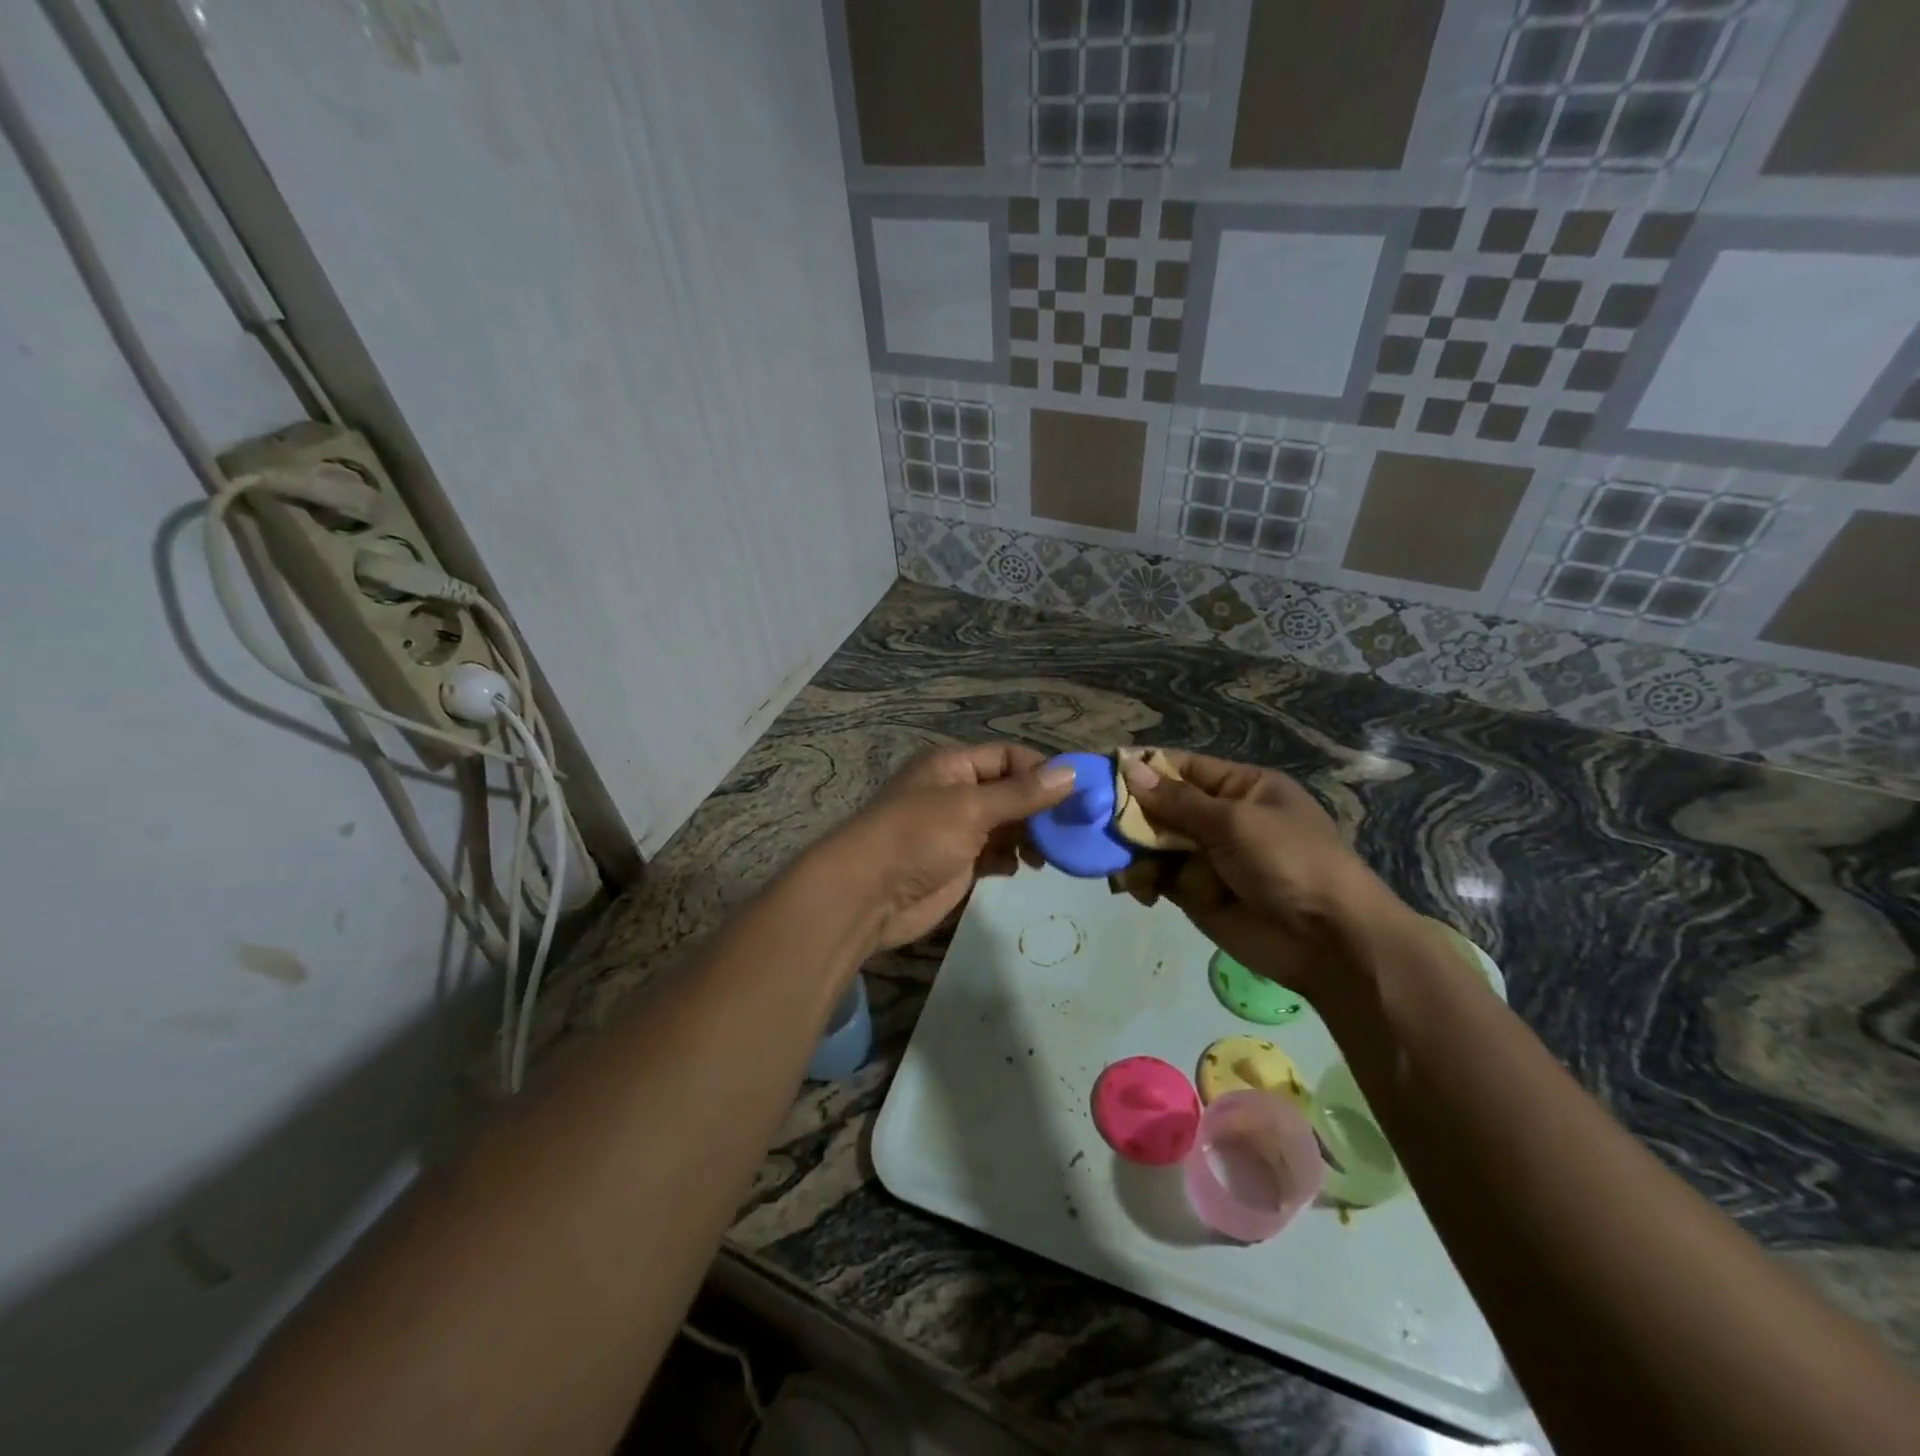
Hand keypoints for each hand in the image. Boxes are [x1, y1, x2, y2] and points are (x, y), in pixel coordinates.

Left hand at [817, 744, 1073, 952]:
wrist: (866, 896)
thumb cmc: (916, 837)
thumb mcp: (970, 808)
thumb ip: (1022, 794)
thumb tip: (1072, 772)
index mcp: (953, 766)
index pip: (1009, 757)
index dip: (1042, 772)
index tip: (1077, 794)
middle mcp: (956, 793)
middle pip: (1011, 792)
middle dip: (1041, 808)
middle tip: (1074, 829)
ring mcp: (956, 830)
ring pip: (1006, 825)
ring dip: (1030, 836)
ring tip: (1050, 854)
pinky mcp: (958, 864)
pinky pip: (996, 854)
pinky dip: (1011, 859)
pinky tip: (1021, 868)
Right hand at [1119, 750, 1404, 1002]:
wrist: (1329, 940)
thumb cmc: (1290, 862)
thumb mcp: (1235, 822)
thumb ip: (1178, 801)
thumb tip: (1130, 767)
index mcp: (1242, 788)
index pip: (1183, 768)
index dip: (1145, 768)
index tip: (1104, 769)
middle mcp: (1221, 818)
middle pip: (1162, 806)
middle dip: (1130, 811)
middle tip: (1094, 817)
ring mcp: (1206, 857)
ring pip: (1153, 843)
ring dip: (1131, 847)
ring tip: (1112, 856)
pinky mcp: (1195, 893)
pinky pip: (1157, 877)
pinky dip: (1140, 879)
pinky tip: (1133, 886)